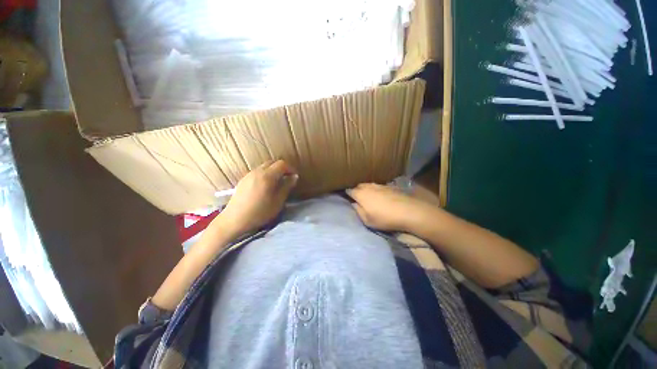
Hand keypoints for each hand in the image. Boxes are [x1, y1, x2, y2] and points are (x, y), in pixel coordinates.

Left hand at [218, 160, 297, 235]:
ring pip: (264, 166)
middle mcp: (257, 171)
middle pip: (272, 162)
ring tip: (277, 182)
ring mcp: (249, 175)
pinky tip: (265, 186)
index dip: (290, 168)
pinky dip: (265, 174)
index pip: (282, 164)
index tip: (294, 177)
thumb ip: (287, 187)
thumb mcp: (278, 201)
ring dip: (273, 171)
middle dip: (282, 168)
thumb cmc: (260, 212)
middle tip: (287, 178)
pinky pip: (257, 171)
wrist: (235, 220)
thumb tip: (294, 176)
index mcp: (267, 176)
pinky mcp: (243, 180)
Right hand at [347, 183, 424, 231]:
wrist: (407, 211)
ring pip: (368, 185)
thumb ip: (358, 210)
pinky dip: (375, 190)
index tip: (346, 197)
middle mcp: (368, 187)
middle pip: (358, 186)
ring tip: (367, 196)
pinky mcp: (389, 186)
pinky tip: (379, 196)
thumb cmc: (384, 218)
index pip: (349, 191)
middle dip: (356, 190)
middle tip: (356, 198)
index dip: (347, 194)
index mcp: (361, 194)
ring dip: (366, 189)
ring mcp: (379, 185)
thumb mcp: (367, 220)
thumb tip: (353, 204)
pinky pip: (378, 186)